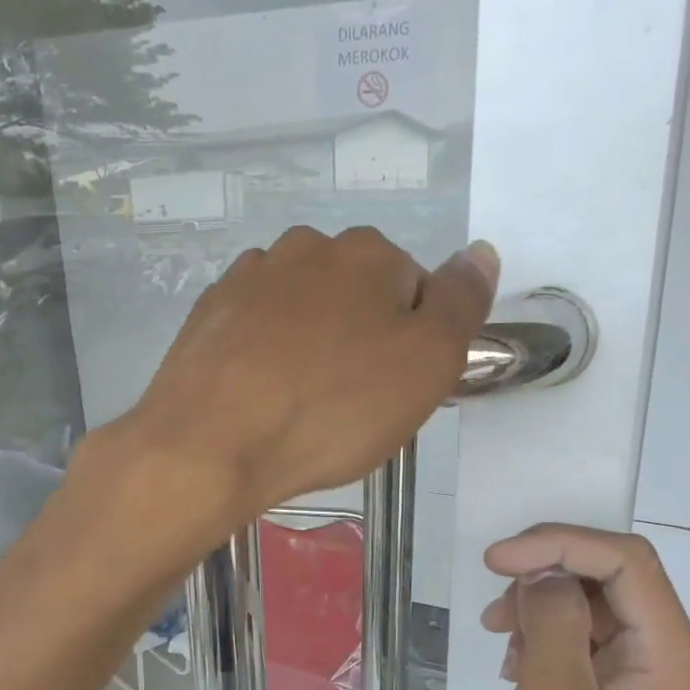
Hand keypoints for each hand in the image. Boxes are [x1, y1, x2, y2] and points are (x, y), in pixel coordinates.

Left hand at [121, 226, 496, 528]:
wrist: (210, 442)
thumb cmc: (331, 408)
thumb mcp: (427, 363)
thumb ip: (462, 303)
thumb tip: (481, 252)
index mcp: (367, 252)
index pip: (416, 291)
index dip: (413, 345)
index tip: (394, 391)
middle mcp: (306, 247)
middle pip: (357, 296)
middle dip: (362, 340)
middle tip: (350, 404)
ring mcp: (250, 276)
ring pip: (305, 311)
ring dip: (313, 345)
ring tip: (301, 404)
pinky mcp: (209, 312)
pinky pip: (258, 329)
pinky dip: (267, 354)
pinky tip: (261, 394)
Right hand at [481, 526, 689, 689]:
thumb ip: (553, 623)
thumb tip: (542, 575)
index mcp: (672, 661)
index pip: (627, 563)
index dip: (560, 544)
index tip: (496, 559)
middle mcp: (671, 661)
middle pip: (613, 578)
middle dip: (548, 573)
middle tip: (496, 601)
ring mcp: (646, 681)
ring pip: (593, 605)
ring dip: (541, 605)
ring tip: (499, 636)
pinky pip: (584, 640)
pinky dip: (544, 636)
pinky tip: (515, 664)